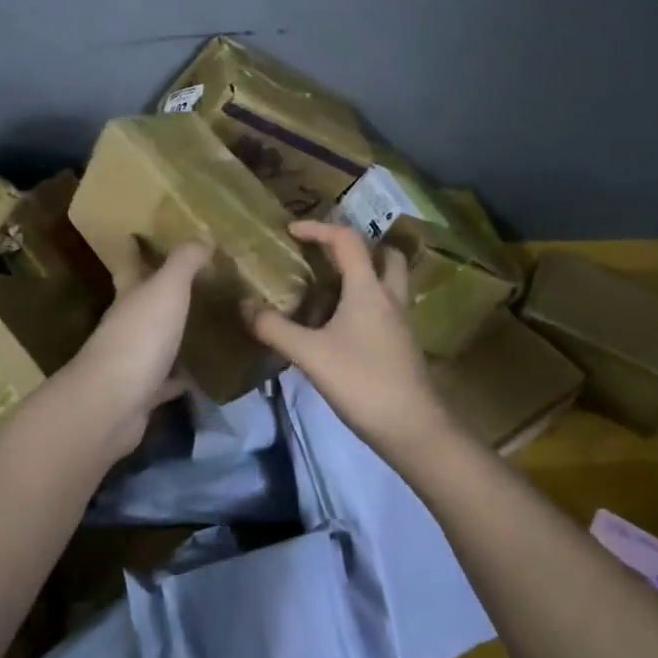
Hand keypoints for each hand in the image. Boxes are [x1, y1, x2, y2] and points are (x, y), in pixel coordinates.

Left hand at [64, 241, 209, 459]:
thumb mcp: (166, 289)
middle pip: (140, 302)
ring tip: (202, 325)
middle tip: (187, 279)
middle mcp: (125, 325)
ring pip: (155, 340)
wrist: (112, 405)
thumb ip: (184, 262)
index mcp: (128, 296)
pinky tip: (199, 376)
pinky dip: (179, 378)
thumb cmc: (139, 337)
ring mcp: (131, 362)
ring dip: (172, 334)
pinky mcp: (142, 395)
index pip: (128, 264)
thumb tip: (202, 235)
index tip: (136, 234)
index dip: (132, 248)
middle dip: (155, 290)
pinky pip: (165, 382)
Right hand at [246, 221, 454, 461]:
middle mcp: (389, 297)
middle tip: (329, 255)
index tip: (292, 231)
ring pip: (391, 282)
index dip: (318, 228)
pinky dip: (368, 302)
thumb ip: (275, 328)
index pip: (346, 240)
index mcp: (367, 288)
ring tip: (335, 286)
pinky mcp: (403, 345)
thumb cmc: (362, 382)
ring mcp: (401, 322)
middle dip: (358, 247)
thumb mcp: (310, 354)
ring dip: (368, 273)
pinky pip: (387, 307)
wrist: (413, 429)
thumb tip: (244, 305)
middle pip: (385, 255)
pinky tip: (345, 323)